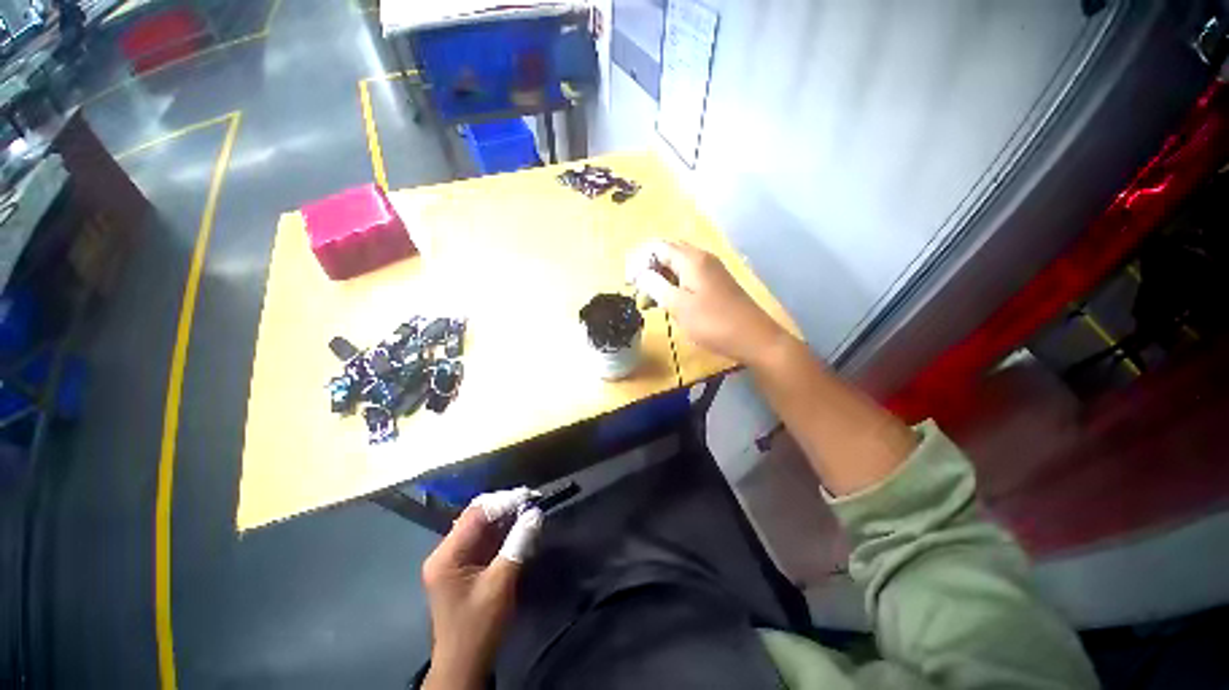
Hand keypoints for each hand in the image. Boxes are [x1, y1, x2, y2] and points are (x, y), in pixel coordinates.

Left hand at [421, 488, 543, 689]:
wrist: (465, 664)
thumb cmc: (479, 626)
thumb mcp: (500, 584)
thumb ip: (517, 545)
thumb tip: (535, 513)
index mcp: (446, 555)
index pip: (475, 514)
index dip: (503, 501)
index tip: (529, 496)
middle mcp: (445, 552)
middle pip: (476, 517)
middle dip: (504, 507)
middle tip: (531, 501)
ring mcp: (453, 559)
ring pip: (481, 526)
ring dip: (504, 518)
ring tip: (528, 510)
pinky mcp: (463, 567)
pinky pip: (483, 539)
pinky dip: (501, 531)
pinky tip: (518, 527)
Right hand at [627, 240, 786, 364]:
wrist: (755, 339)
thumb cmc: (714, 323)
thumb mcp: (679, 306)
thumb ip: (656, 286)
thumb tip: (640, 274)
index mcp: (692, 259)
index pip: (657, 247)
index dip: (639, 261)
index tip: (629, 284)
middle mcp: (702, 258)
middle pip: (668, 253)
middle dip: (649, 269)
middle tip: (638, 291)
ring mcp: (711, 271)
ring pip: (678, 267)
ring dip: (660, 280)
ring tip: (650, 303)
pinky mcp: (716, 284)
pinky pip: (688, 277)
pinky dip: (674, 286)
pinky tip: (669, 303)